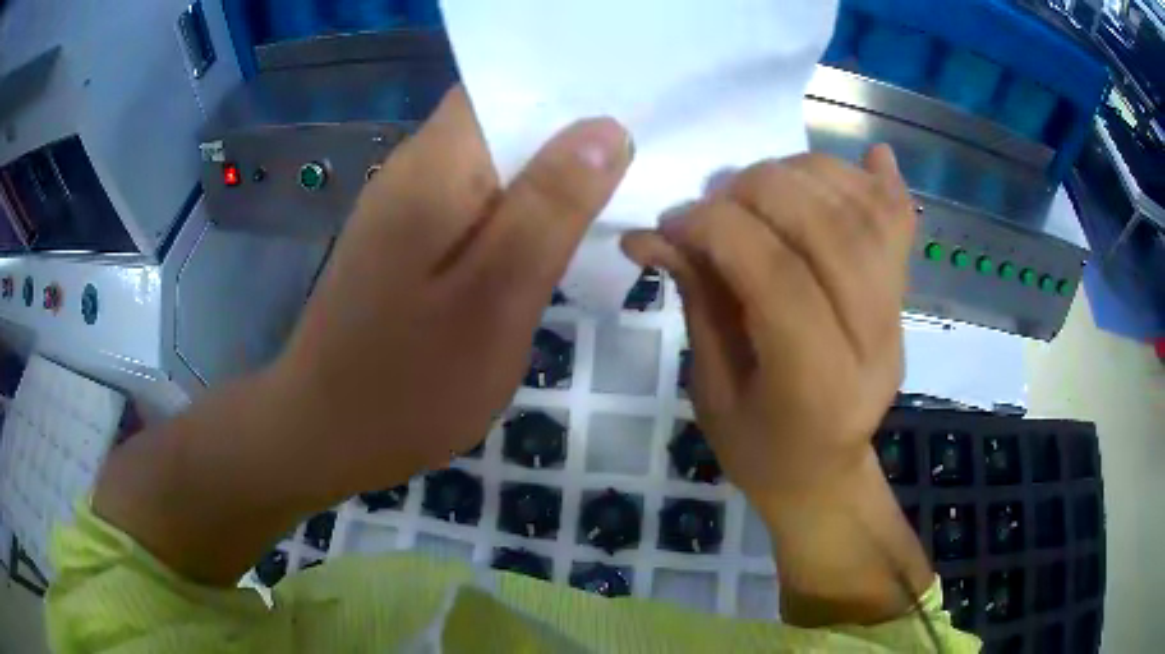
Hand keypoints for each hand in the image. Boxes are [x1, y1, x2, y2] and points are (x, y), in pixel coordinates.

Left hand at [276, 87, 632, 491]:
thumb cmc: (411, 381)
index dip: (569, 94)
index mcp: (437, 166)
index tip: (629, 121)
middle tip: (636, 170)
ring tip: (608, 203)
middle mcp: (415, 170)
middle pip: (502, 124)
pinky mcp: (406, 244)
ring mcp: (405, 209)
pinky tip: (546, 244)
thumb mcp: (498, 296)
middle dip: (569, 140)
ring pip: (491, 167)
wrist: (327, 435)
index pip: (506, 87)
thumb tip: (608, 129)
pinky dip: (516, 215)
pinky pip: (473, 206)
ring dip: (546, 180)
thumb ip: (552, 206)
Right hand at [623, 147, 914, 512]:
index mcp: (819, 388)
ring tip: (758, 185)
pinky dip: (881, 181)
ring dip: (805, 174)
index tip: (673, 221)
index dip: (720, 229)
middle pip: (830, 230)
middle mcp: (873, 342)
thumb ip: (698, 301)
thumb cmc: (760, 449)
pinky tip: (868, 157)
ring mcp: (899, 314)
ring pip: (865, 213)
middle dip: (759, 190)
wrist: (824, 472)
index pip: (779, 277)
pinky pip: (901, 223)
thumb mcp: (712, 391)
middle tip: (714, 198)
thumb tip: (652, 232)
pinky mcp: (906, 296)